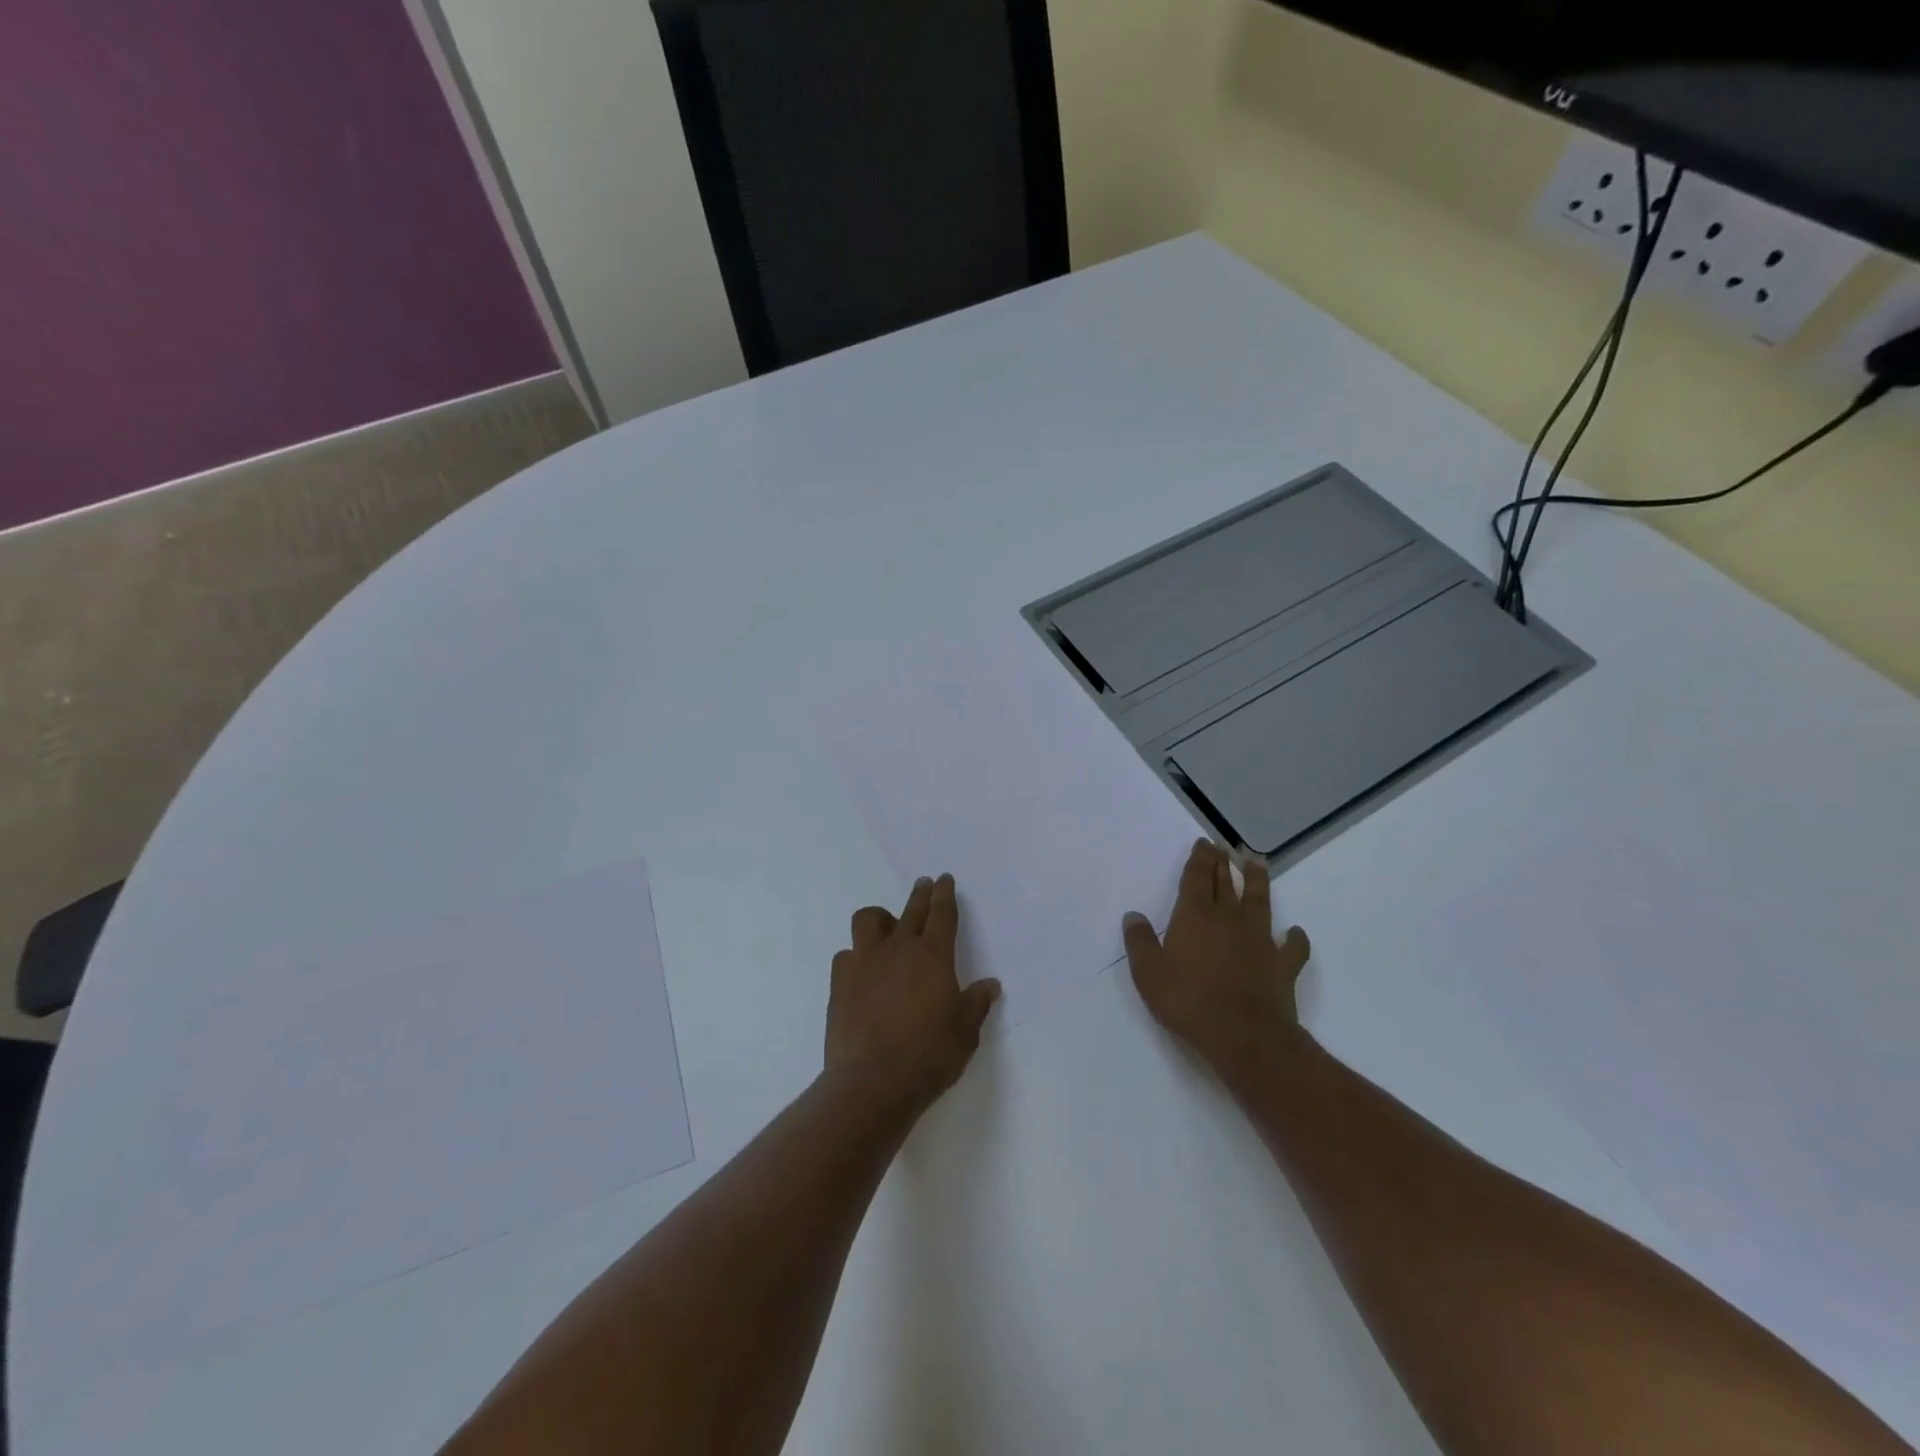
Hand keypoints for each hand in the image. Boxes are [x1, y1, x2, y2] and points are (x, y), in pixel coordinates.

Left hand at [826, 873, 999, 1114]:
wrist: (873, 1081)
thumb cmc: (929, 1055)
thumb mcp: (965, 1032)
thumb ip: (976, 1003)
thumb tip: (991, 985)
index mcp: (933, 956)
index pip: (942, 914)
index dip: (944, 894)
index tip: (944, 879)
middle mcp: (898, 949)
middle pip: (911, 909)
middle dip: (920, 894)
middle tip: (924, 884)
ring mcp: (865, 962)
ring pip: (868, 920)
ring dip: (880, 919)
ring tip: (887, 928)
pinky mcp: (840, 982)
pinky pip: (846, 955)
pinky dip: (856, 957)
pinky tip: (862, 973)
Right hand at [1123, 839, 1310, 1076]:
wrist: (1244, 1035)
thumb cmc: (1189, 1001)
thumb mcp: (1148, 973)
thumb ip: (1140, 942)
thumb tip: (1133, 916)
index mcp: (1195, 916)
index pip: (1198, 878)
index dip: (1200, 859)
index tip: (1204, 843)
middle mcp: (1229, 919)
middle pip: (1226, 883)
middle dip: (1222, 863)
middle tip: (1223, 846)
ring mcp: (1260, 940)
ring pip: (1260, 901)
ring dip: (1258, 880)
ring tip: (1257, 862)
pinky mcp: (1282, 965)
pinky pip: (1292, 946)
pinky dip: (1294, 938)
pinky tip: (1294, 933)